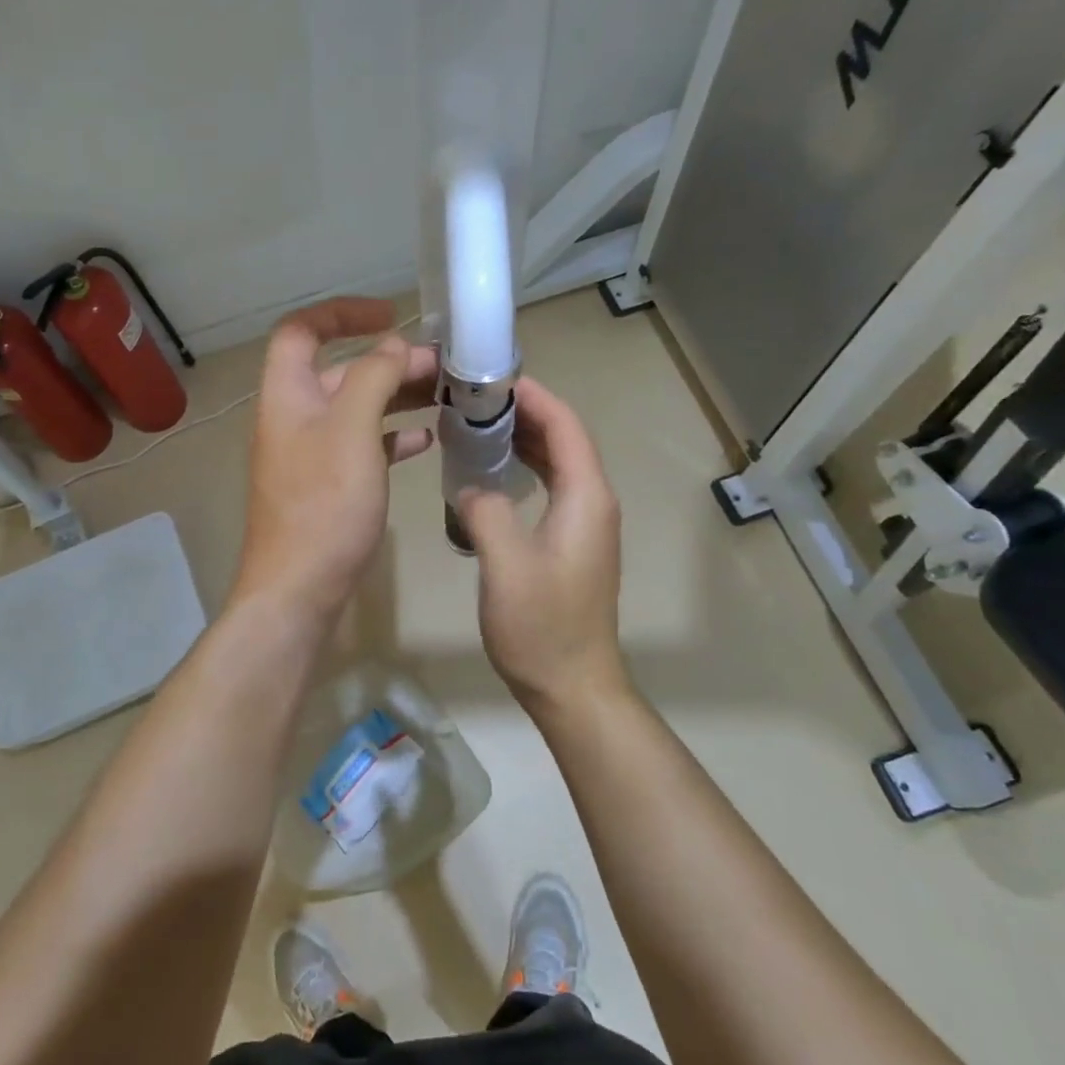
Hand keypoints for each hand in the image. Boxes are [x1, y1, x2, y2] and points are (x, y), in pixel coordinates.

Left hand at [233, 298, 437, 617]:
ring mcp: (312, 454)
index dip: (341, 313)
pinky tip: (428, 440)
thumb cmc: (324, 504)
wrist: (300, 588)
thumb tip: (394, 346)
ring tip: (447, 397)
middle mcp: (295, 417)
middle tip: (444, 368)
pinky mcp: (329, 485)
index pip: (302, 331)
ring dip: (398, 397)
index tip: (389, 314)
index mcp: (287, 394)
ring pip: (358, 410)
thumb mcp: (352, 430)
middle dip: (390, 362)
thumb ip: (373, 378)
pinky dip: (394, 437)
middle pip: (341, 372)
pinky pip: (364, 446)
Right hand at [458, 377, 625, 710]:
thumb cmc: (541, 626)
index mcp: (586, 497)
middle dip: (525, 413)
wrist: (573, 685)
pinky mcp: (572, 544)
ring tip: (479, 425)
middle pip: (565, 439)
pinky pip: (552, 488)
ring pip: (559, 464)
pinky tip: (493, 472)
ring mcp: (586, 525)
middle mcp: (593, 502)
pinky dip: (526, 469)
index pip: (566, 426)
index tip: (492, 379)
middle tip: (475, 399)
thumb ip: (486, 511)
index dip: (534, 397)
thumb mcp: (505, 564)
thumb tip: (471, 487)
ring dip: (524, 439)